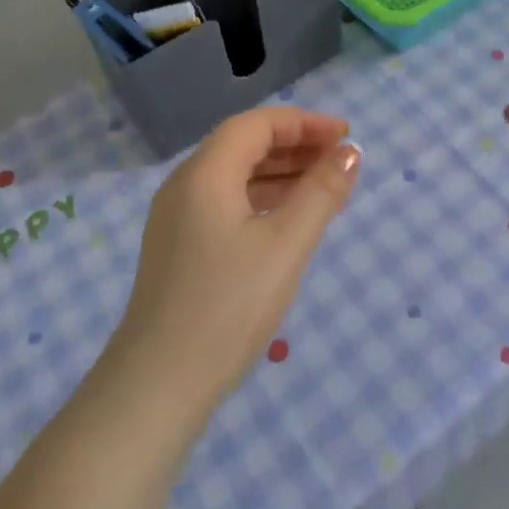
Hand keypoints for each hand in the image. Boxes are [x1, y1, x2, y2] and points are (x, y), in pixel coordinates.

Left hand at [109, 107, 360, 417]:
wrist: (157, 386)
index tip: (345, 134)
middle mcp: (184, 185)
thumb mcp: (286, 245)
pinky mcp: (178, 248)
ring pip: (234, 176)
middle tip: (340, 159)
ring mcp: (176, 219)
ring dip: (280, 173)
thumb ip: (321, 192)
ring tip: (324, 185)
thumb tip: (350, 152)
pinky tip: (287, 220)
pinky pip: (225, 203)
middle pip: (243, 145)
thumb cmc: (227, 306)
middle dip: (294, 145)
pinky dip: (261, 200)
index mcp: (204, 173)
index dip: (304, 122)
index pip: (256, 125)